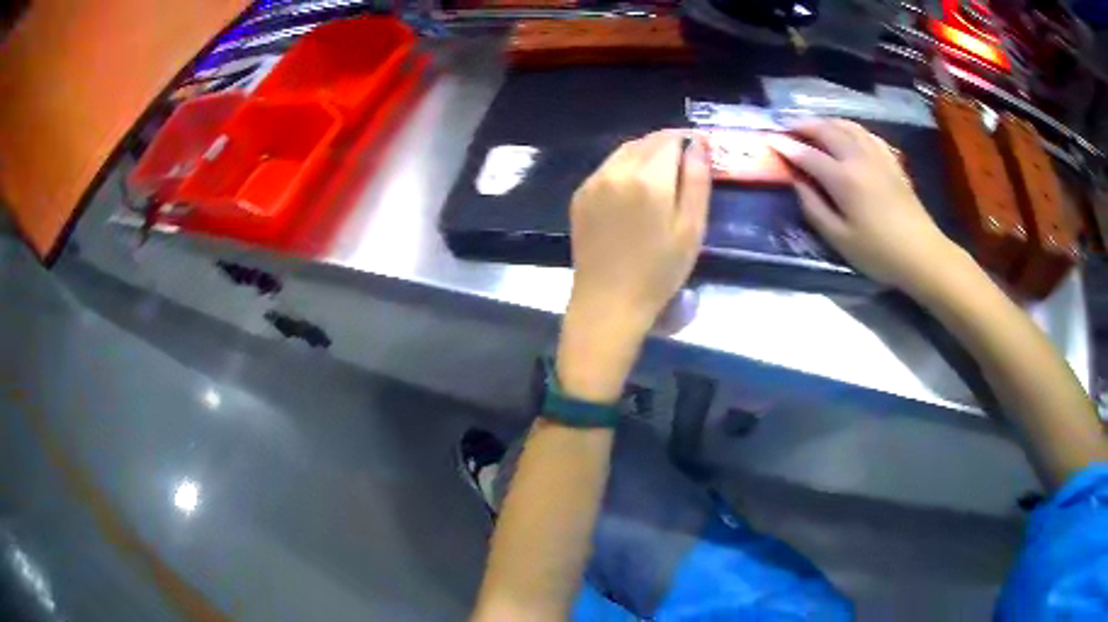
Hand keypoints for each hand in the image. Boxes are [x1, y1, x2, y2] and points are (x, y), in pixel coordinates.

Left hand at [557, 130, 709, 401]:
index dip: (687, 139)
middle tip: (684, 160)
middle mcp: (616, 171)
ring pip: (624, 152)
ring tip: (663, 172)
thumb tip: (697, 144)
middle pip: (645, 141)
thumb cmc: (658, 272)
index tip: (699, 147)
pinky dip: (625, 168)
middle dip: (667, 144)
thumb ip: (697, 181)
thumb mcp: (691, 229)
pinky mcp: (580, 195)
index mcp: (647, 178)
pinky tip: (635, 189)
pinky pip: (607, 168)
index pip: (669, 139)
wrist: (608, 302)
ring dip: (645, 153)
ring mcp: (593, 182)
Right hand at [770, 120, 963, 292]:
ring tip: (813, 127)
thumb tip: (796, 182)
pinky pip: (866, 133)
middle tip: (787, 128)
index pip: (807, 155)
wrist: (922, 254)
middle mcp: (858, 157)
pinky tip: (846, 134)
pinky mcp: (891, 161)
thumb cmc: (879, 253)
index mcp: (843, 178)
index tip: (768, 139)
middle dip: (804, 126)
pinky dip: (850, 128)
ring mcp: (878, 156)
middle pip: (827, 131)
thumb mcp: (839, 239)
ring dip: (826, 122)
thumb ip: (814, 207)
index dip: (786, 146)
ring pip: (847, 126)